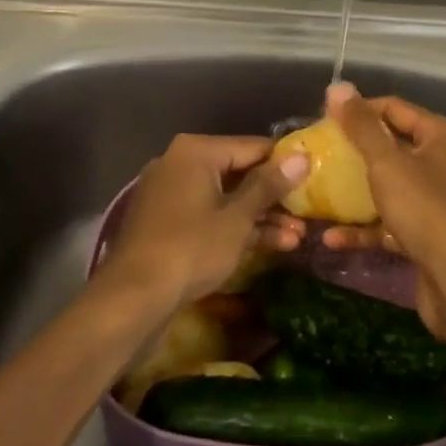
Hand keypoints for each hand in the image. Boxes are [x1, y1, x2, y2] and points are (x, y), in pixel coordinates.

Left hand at [94, 134, 309, 313]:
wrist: (132, 299)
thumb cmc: (190, 249)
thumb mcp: (237, 218)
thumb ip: (269, 186)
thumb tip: (302, 157)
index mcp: (196, 151)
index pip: (251, 146)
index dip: (284, 163)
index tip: (313, 177)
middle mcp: (180, 163)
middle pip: (238, 172)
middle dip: (273, 197)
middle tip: (307, 213)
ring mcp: (171, 194)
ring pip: (225, 198)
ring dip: (259, 217)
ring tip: (297, 237)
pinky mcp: (167, 224)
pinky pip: (209, 216)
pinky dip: (235, 228)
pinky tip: (271, 246)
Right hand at [316, 84, 445, 343]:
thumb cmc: (426, 211)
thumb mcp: (387, 164)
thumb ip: (361, 126)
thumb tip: (338, 86)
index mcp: (442, 136)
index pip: (394, 108)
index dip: (359, 110)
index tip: (323, 119)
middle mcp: (444, 162)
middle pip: (392, 146)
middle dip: (354, 151)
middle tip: (318, 153)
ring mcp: (438, 200)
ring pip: (389, 185)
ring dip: (355, 191)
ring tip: (317, 191)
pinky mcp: (429, 234)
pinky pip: (391, 221)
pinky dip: (365, 226)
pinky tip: (331, 237)